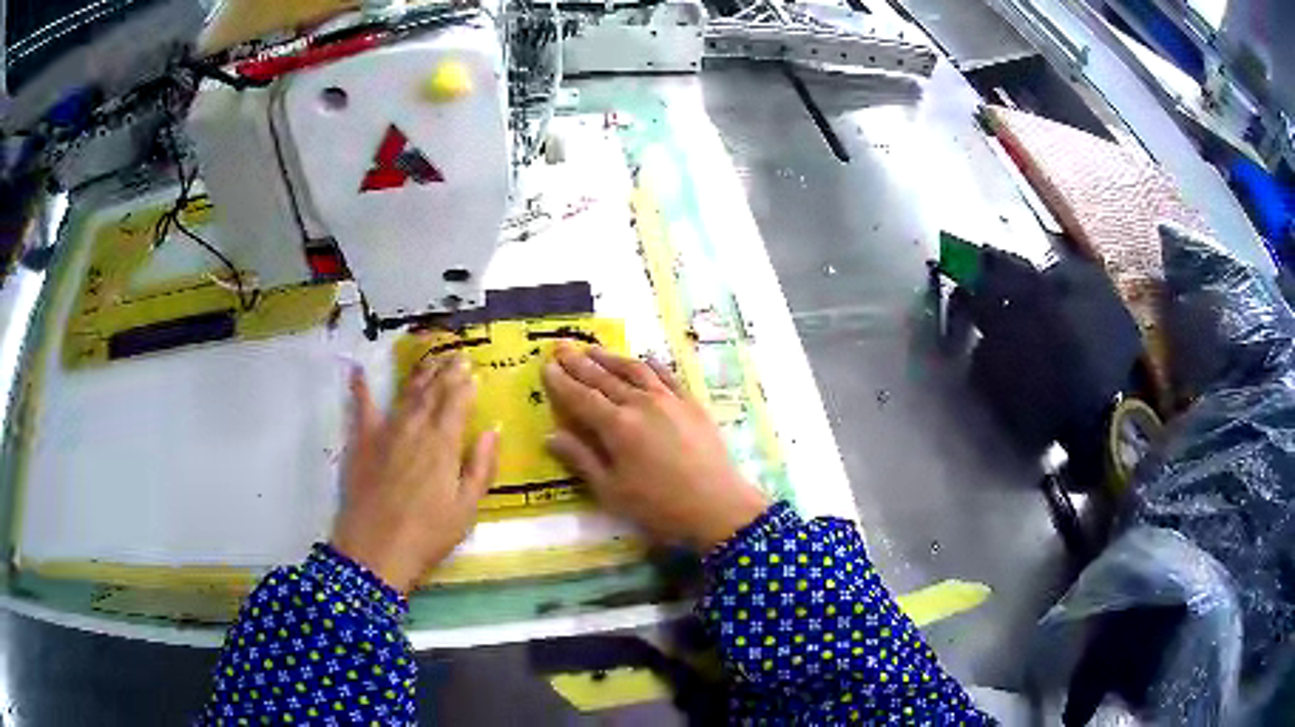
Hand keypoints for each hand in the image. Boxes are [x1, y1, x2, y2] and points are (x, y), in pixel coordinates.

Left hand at [331, 355, 499, 594]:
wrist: (375, 551)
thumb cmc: (428, 535)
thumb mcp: (466, 509)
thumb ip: (481, 466)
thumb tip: (494, 430)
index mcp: (444, 444)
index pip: (457, 402)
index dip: (465, 384)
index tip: (473, 369)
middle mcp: (415, 428)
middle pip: (433, 392)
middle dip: (446, 371)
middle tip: (456, 355)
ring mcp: (385, 431)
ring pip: (405, 393)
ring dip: (419, 373)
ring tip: (430, 358)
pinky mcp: (361, 441)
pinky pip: (361, 407)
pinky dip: (361, 388)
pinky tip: (360, 370)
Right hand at [542, 344, 770, 551]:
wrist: (717, 506)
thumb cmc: (659, 506)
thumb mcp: (612, 491)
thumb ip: (581, 459)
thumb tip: (550, 436)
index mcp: (617, 426)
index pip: (581, 397)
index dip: (562, 382)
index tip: (546, 366)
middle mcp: (640, 403)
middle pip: (604, 378)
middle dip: (579, 362)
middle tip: (561, 347)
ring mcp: (669, 399)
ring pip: (634, 370)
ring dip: (610, 357)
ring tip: (592, 348)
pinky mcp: (691, 403)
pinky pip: (666, 375)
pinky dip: (650, 364)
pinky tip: (643, 359)